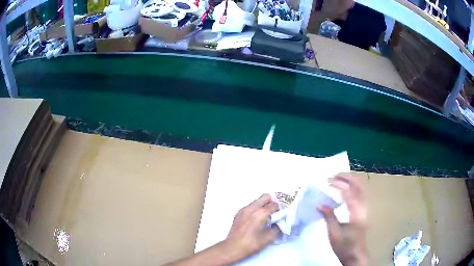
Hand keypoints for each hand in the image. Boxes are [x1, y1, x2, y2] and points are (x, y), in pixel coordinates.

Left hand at [223, 194, 280, 260]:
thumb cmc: (252, 243)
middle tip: (275, 211)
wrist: (233, 247)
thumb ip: (277, 228)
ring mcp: (244, 209)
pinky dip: (255, 209)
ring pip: (257, 201)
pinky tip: (256, 219)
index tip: (282, 213)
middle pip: (265, 197)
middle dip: (272, 202)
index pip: (274, 205)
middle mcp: (252, 208)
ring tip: (265, 216)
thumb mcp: (269, 238)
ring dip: (263, 205)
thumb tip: (279, 224)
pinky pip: (250, 206)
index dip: (280, 208)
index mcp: (261, 213)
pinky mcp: (238, 213)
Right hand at [318, 174, 366, 265]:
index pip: (350, 193)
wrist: (356, 255)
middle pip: (359, 186)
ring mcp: (366, 209)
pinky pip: (361, 193)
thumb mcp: (334, 233)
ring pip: (362, 188)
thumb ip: (329, 217)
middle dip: (347, 178)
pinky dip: (353, 187)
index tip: (328, 181)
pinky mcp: (365, 211)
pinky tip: (345, 190)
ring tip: (338, 179)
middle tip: (334, 175)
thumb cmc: (344, 246)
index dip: (339, 185)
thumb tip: (319, 204)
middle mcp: (364, 208)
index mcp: (356, 214)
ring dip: (351, 181)